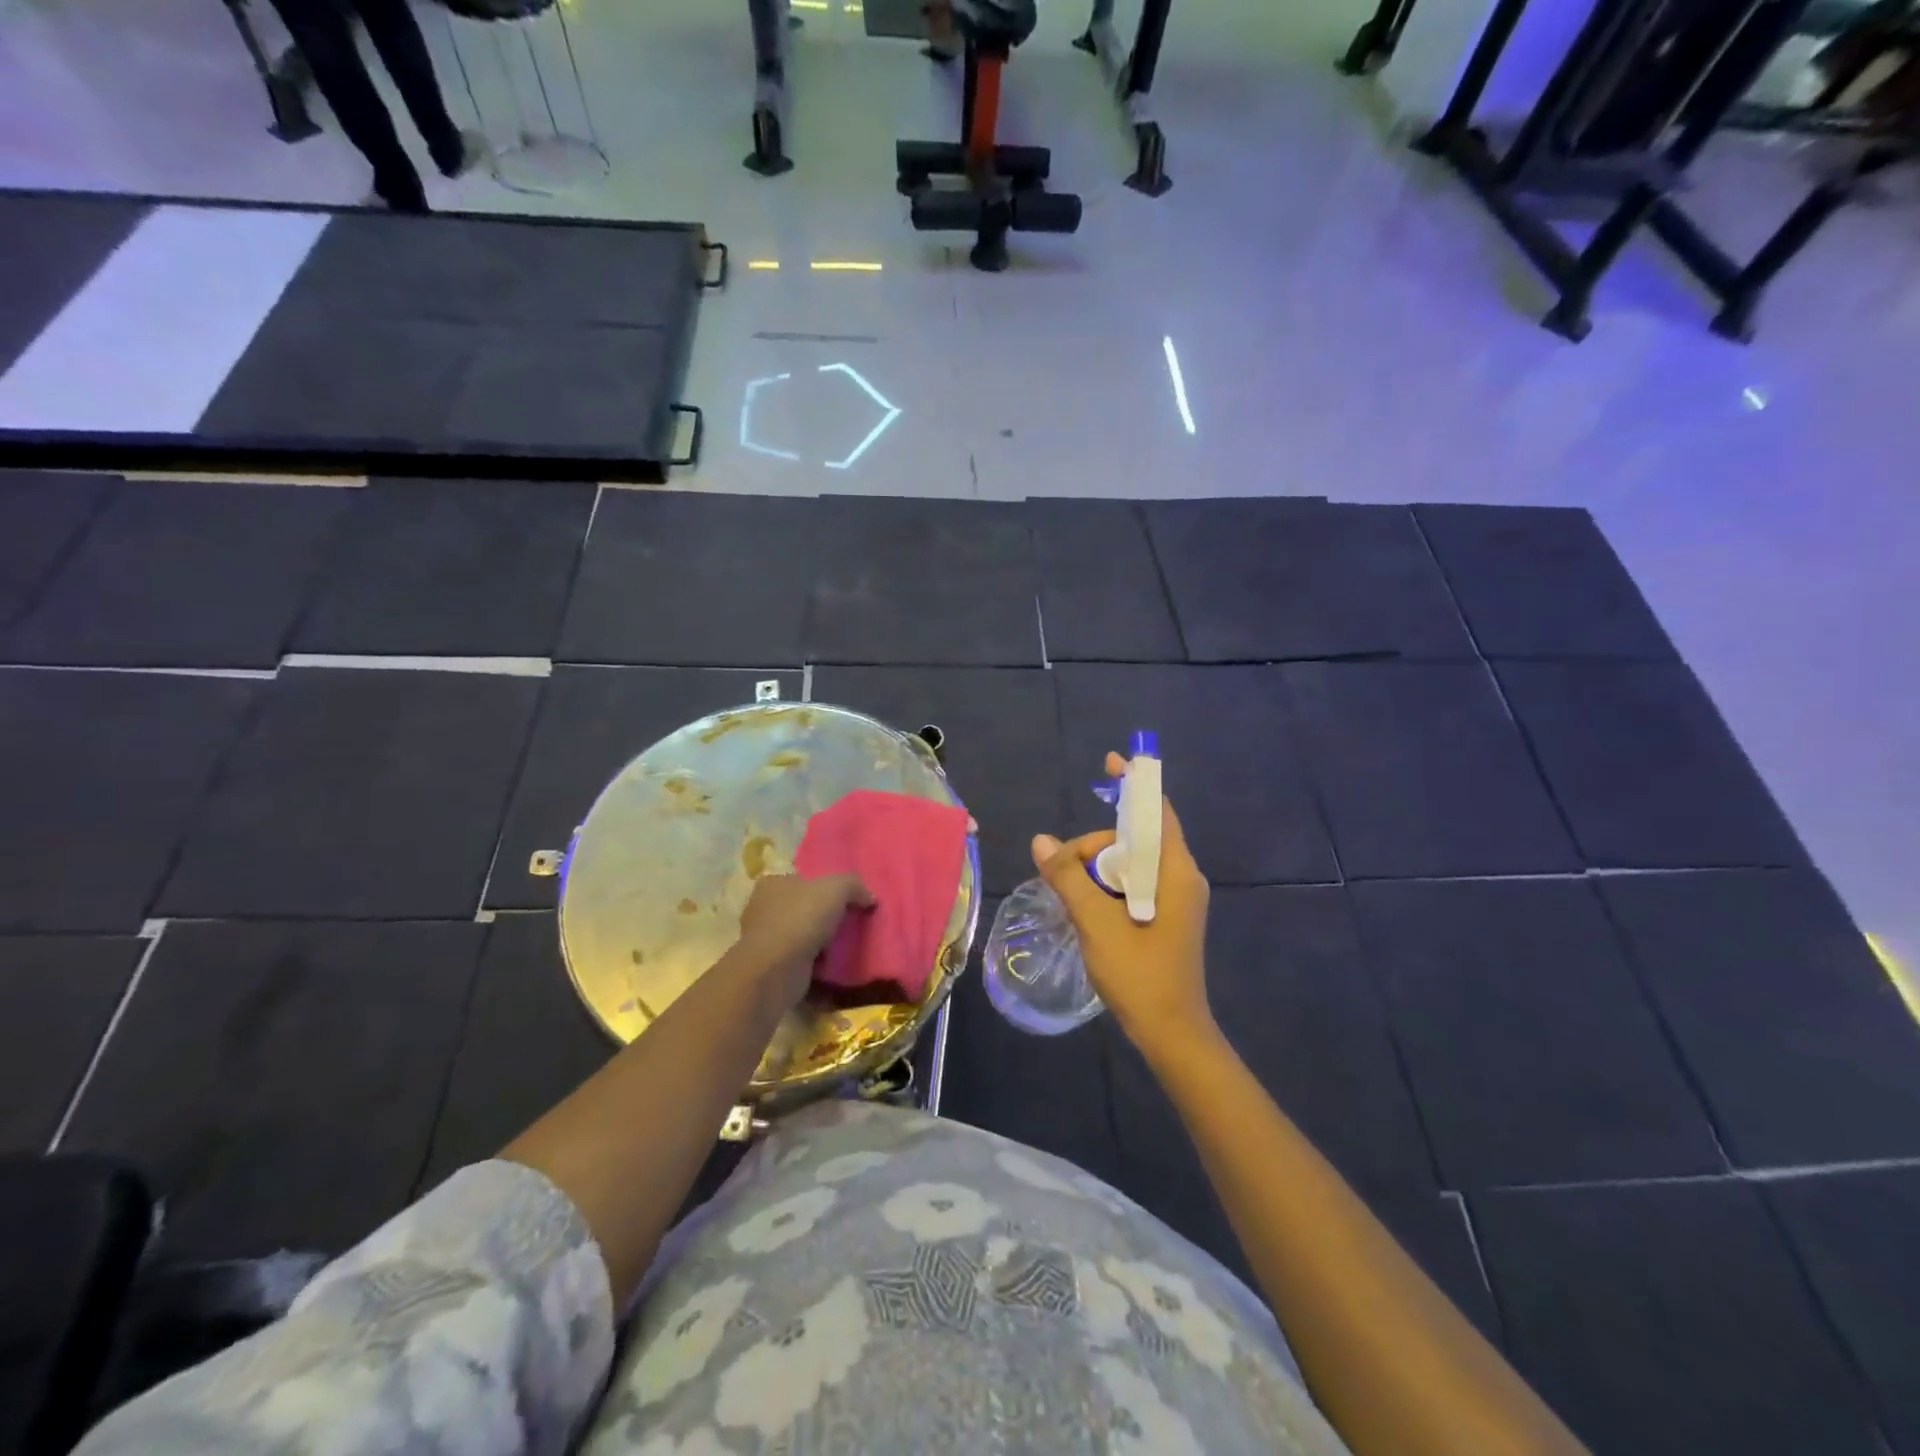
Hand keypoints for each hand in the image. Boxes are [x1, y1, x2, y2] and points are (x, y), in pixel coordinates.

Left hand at [736, 873, 874, 1000]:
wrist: (776, 971)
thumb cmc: (801, 919)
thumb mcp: (836, 889)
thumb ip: (854, 885)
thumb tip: (869, 897)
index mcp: (773, 883)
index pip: (802, 878)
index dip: (824, 885)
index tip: (847, 897)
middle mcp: (764, 909)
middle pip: (803, 906)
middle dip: (824, 914)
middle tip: (852, 920)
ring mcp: (766, 939)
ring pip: (802, 934)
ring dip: (821, 940)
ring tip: (848, 943)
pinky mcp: (772, 966)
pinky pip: (801, 958)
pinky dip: (816, 961)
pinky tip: (835, 963)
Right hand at [1031, 751, 1212, 1062]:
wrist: (1172, 1034)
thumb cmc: (1140, 975)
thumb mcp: (1096, 923)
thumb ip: (1068, 878)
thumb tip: (1041, 841)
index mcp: (1175, 871)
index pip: (1156, 811)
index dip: (1135, 783)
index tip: (1112, 760)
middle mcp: (1181, 878)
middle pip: (1135, 838)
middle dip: (1096, 845)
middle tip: (1061, 871)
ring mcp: (1176, 898)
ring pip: (1131, 863)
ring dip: (1098, 868)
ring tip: (1070, 895)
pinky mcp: (1166, 916)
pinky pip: (1133, 883)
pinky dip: (1107, 885)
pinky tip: (1084, 905)